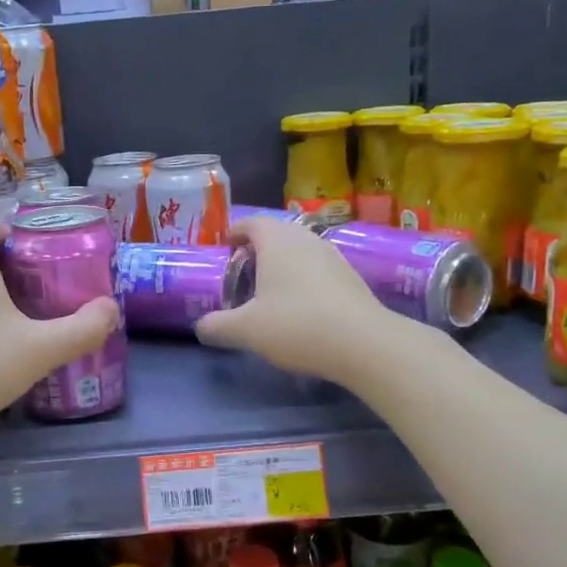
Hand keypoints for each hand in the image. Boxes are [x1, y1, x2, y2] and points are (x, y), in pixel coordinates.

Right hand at [194, 217, 392, 380]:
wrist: (364, 343)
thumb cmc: (296, 325)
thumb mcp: (246, 330)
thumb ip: (217, 326)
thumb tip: (201, 327)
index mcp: (276, 240)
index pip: (250, 223)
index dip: (235, 233)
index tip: (225, 248)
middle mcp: (305, 238)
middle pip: (276, 233)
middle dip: (258, 249)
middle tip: (243, 272)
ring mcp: (332, 255)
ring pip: (299, 250)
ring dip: (283, 264)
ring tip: (270, 290)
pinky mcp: (351, 276)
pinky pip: (318, 268)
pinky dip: (304, 278)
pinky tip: (300, 306)